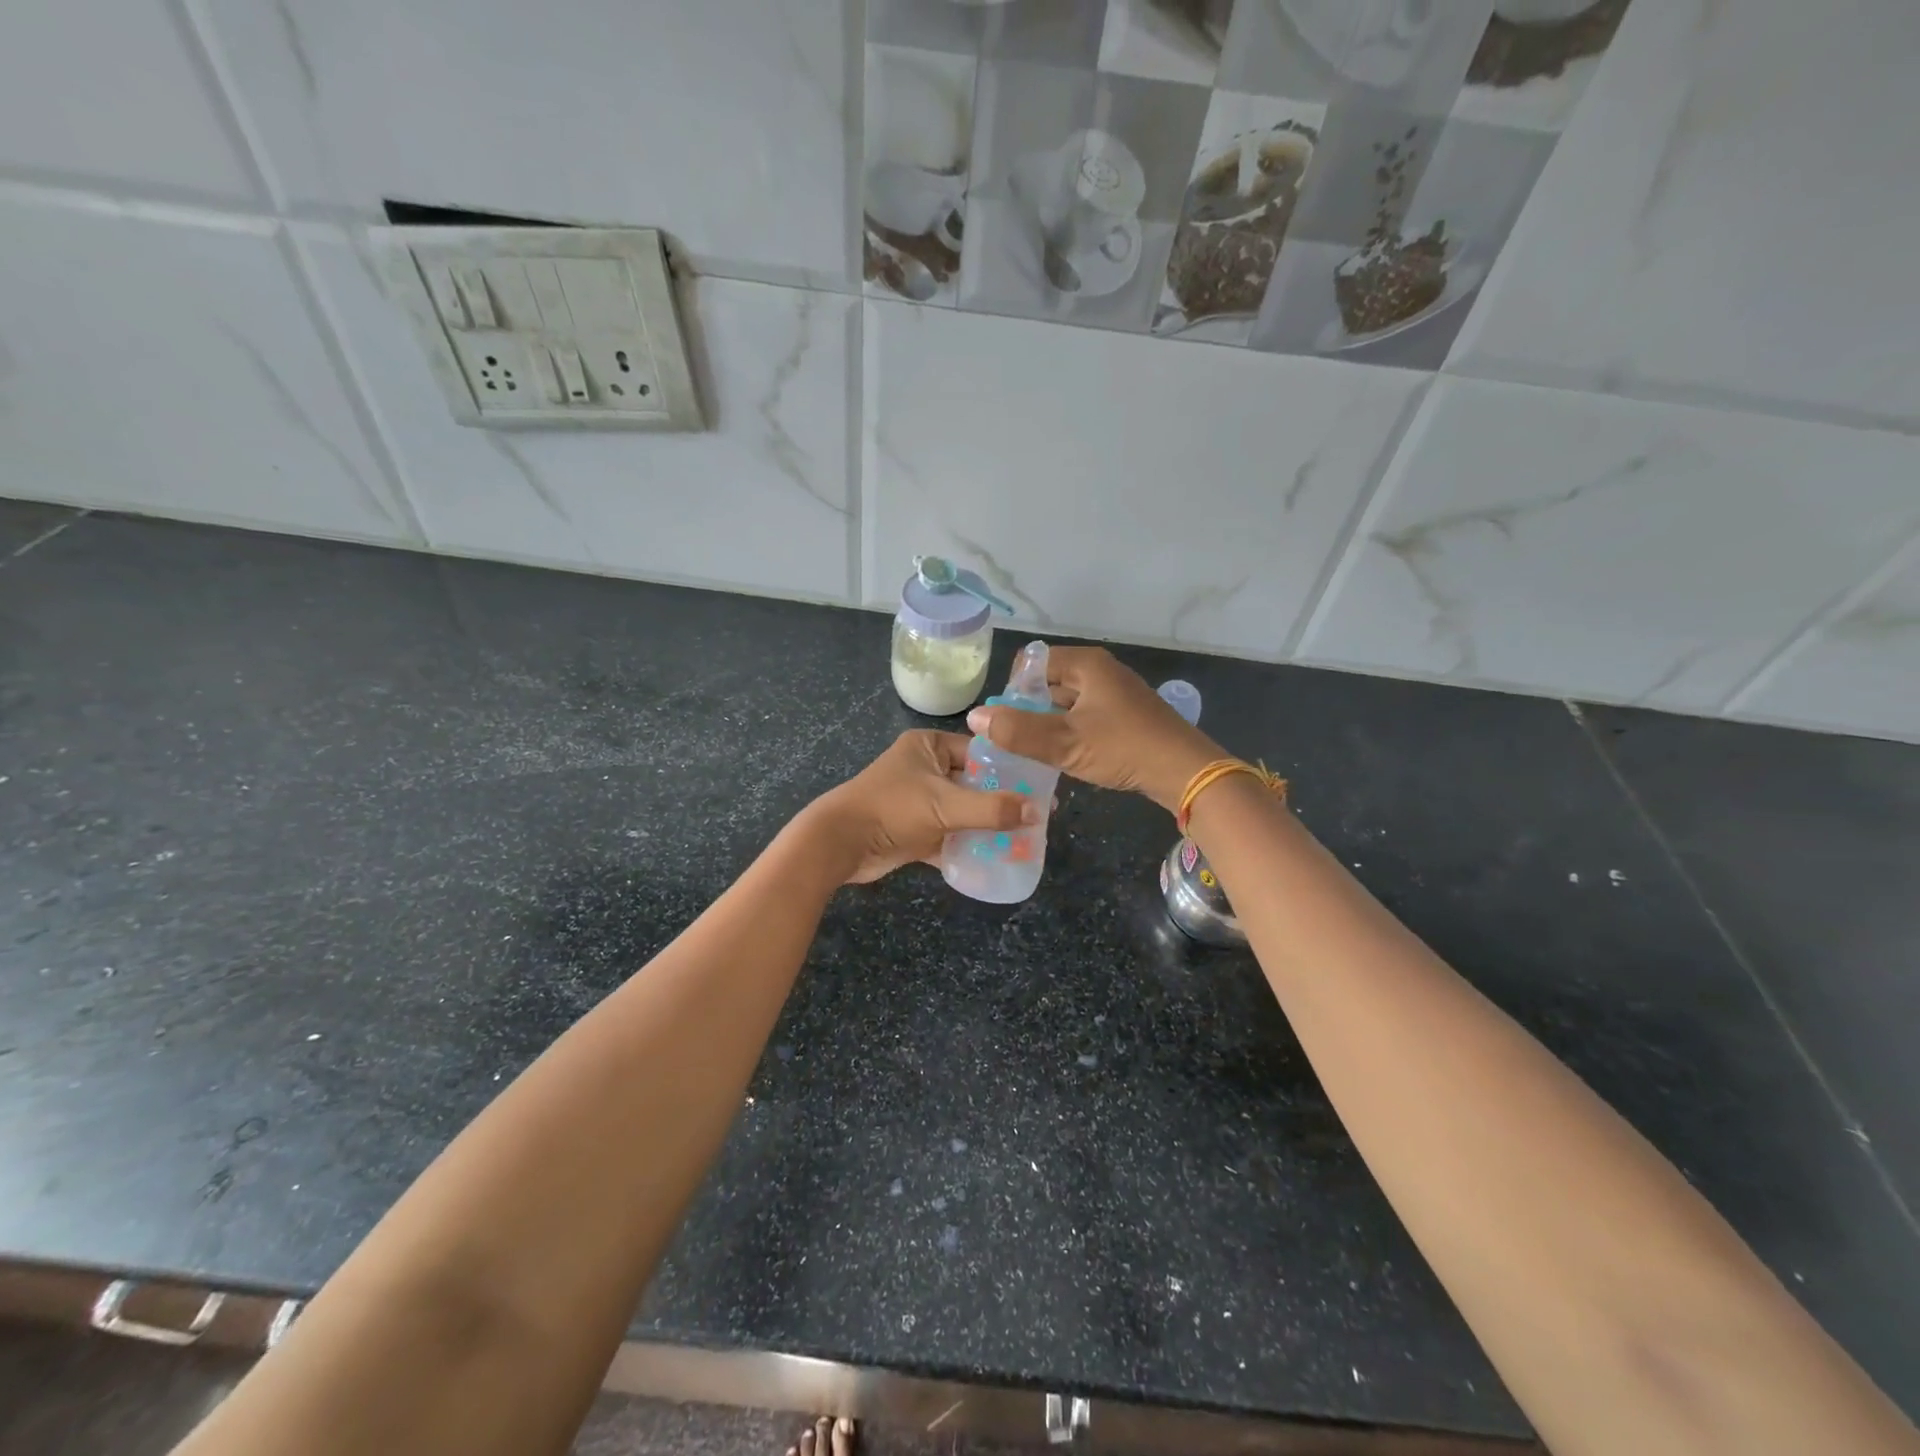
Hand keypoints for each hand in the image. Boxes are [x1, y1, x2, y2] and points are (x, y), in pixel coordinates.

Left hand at [797, 730, 1036, 884]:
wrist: (839, 844)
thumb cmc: (893, 809)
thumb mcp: (946, 805)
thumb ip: (992, 809)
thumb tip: (1037, 813)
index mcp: (928, 747)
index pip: (979, 751)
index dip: (1009, 769)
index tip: (1040, 787)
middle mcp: (924, 769)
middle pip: (973, 784)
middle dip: (1001, 803)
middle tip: (1036, 819)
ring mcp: (917, 801)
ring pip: (962, 812)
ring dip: (985, 828)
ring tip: (1022, 842)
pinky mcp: (912, 830)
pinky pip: (947, 836)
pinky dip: (966, 848)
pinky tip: (994, 862)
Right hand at [965, 647, 1220, 813]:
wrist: (1185, 772)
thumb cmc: (1123, 748)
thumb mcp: (1064, 742)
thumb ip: (1017, 730)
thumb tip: (975, 716)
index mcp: (1086, 665)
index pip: (1033, 662)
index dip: (1014, 687)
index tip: (1006, 719)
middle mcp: (1101, 671)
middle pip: (1050, 681)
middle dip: (1029, 707)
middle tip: (1014, 739)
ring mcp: (1116, 693)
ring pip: (1068, 702)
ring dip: (1049, 722)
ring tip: (1033, 750)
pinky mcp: (1126, 716)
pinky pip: (1085, 716)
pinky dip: (1070, 730)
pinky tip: (1065, 755)